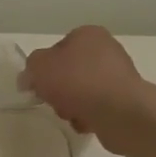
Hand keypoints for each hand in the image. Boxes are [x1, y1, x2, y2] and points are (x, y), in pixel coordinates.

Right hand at [21, 26, 150, 154]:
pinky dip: (88, 116)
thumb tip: (29, 78)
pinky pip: (97, 107)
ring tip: (70, 114)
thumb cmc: (77, 81)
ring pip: (82, 91)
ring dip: (70, 105)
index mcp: (88, 34)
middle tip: (53, 100)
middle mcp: (107, 50)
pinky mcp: (126, 100)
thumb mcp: (39, 67)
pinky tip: (86, 122)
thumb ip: (30, 68)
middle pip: (69, 72)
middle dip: (58, 89)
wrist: (120, 111)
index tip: (38, 84)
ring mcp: (119, 75)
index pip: (58, 47)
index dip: (44, 67)